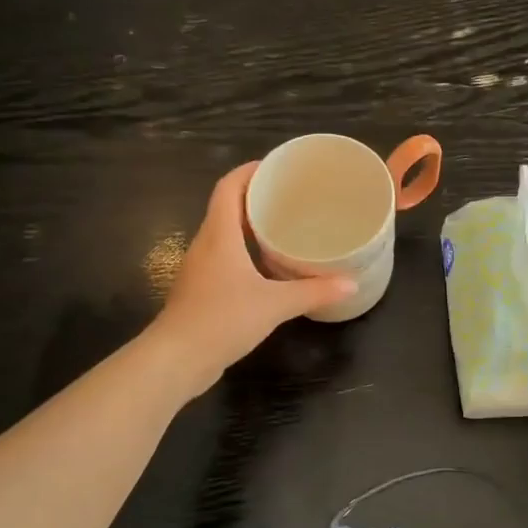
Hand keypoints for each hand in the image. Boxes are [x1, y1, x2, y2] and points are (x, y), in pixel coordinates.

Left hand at [151, 162, 355, 393]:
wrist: (176, 360)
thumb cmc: (222, 320)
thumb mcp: (274, 305)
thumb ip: (313, 292)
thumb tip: (351, 284)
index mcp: (219, 235)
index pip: (228, 187)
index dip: (249, 171)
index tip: (276, 167)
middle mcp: (206, 245)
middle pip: (227, 208)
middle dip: (256, 198)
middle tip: (291, 198)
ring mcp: (200, 269)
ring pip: (225, 236)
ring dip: (250, 227)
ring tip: (285, 229)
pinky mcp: (201, 292)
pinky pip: (225, 260)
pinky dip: (246, 254)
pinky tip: (269, 270)